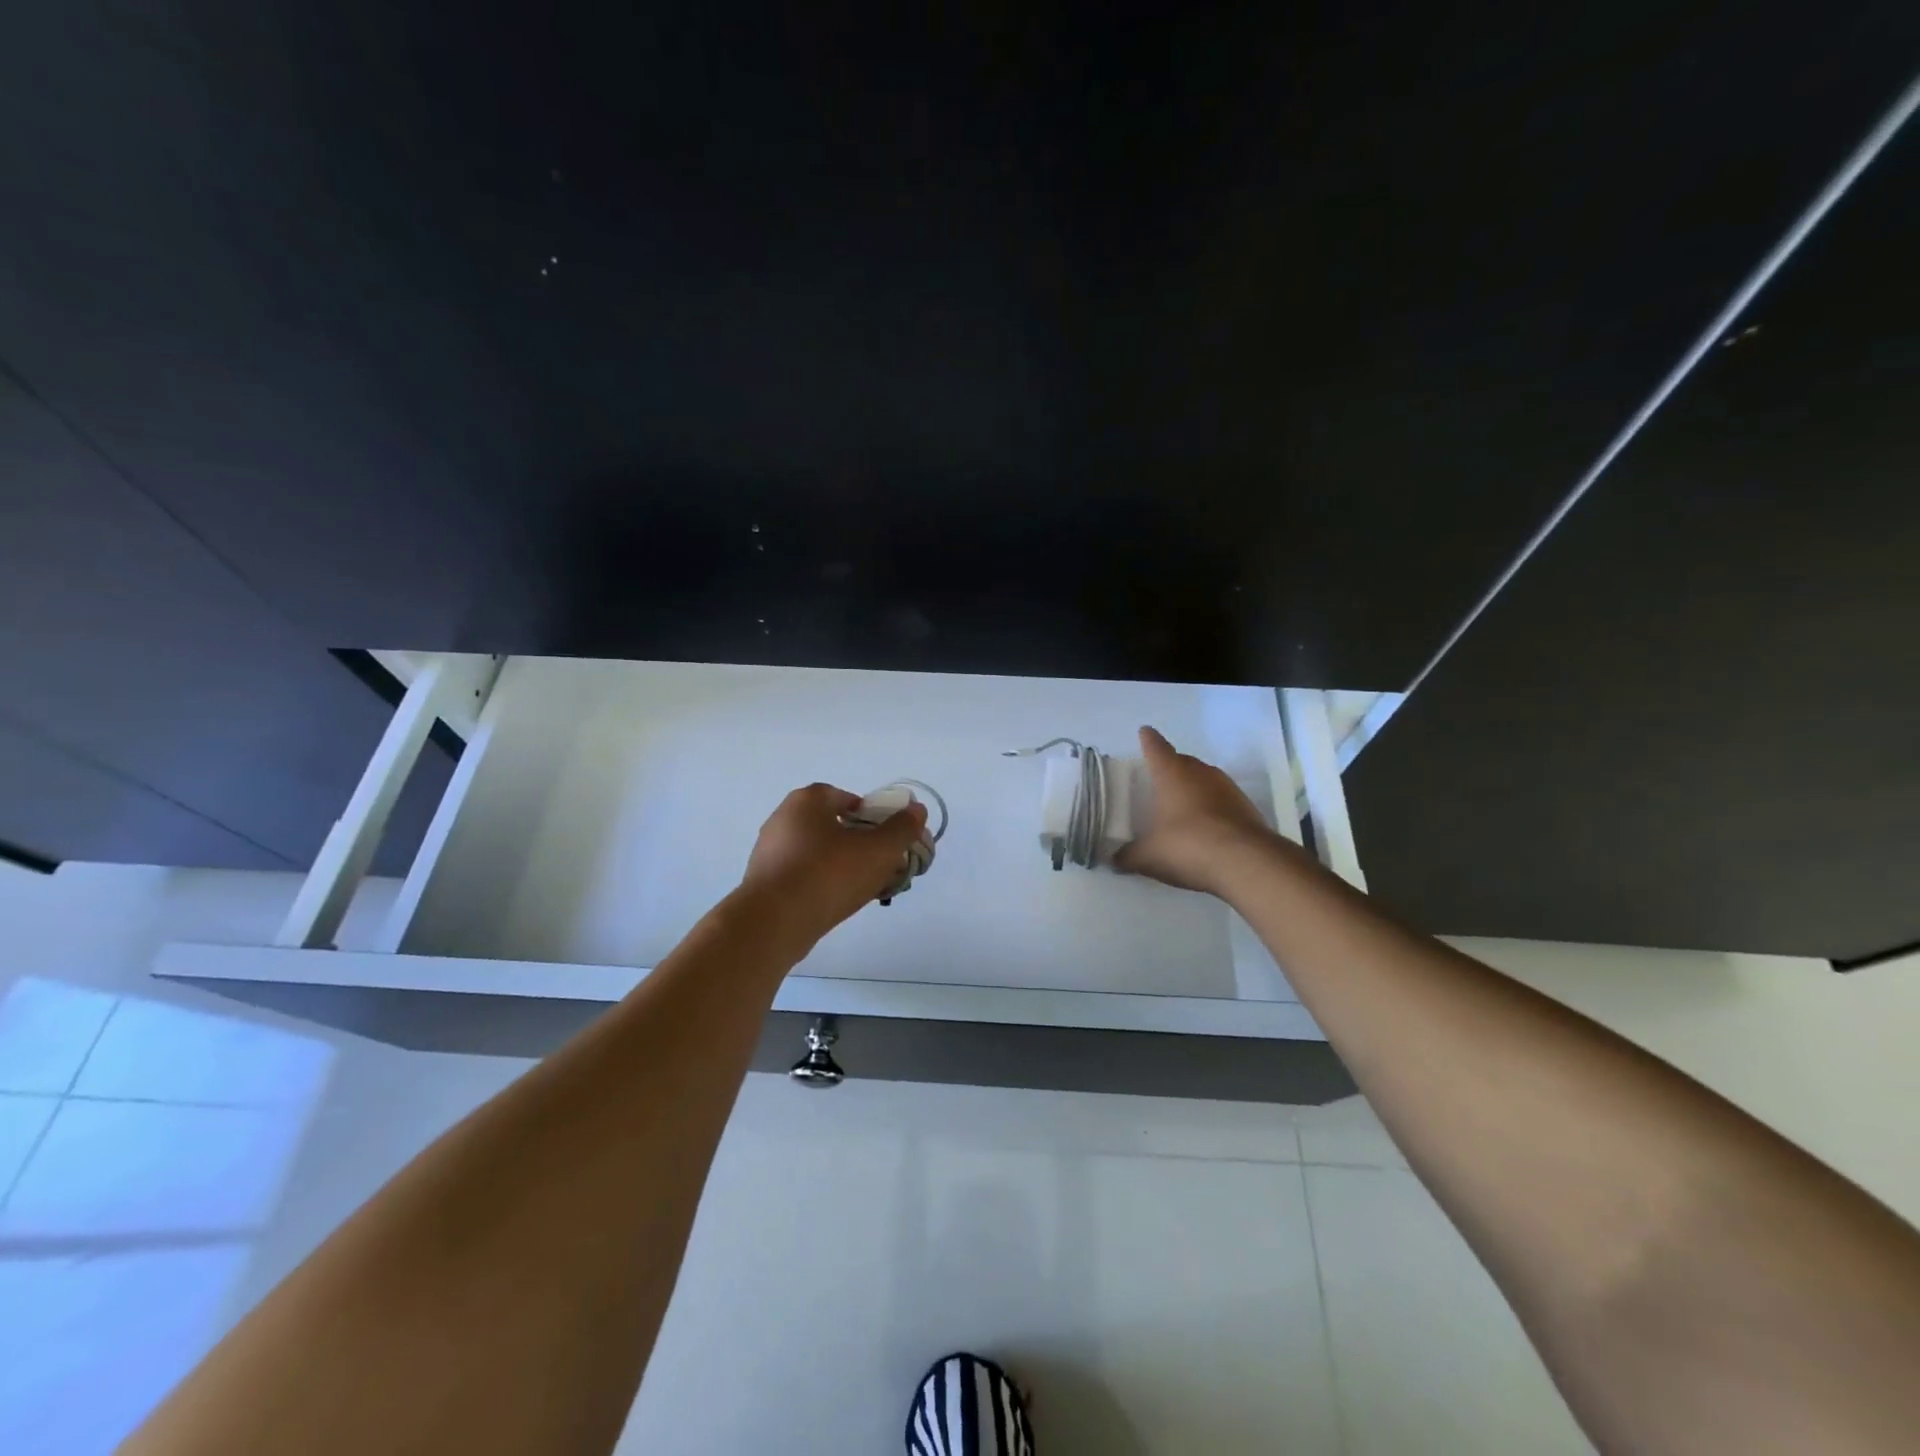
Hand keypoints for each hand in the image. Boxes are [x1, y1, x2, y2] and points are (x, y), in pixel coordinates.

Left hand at [739, 783, 928, 947]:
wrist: (773, 923)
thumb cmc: (828, 875)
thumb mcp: (878, 851)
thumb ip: (902, 829)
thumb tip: (917, 810)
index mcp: (807, 801)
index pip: (844, 797)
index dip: (869, 815)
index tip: (884, 838)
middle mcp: (783, 818)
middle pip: (830, 824)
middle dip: (856, 841)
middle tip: (877, 863)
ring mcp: (768, 850)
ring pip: (815, 851)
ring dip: (838, 864)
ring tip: (860, 887)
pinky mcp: (762, 880)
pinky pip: (799, 873)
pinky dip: (818, 882)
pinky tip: (833, 902)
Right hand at [1114, 726, 1275, 894]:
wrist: (1246, 864)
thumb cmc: (1187, 846)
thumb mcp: (1148, 856)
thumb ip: (1128, 855)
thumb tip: (1116, 858)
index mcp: (1172, 773)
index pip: (1156, 747)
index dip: (1148, 740)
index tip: (1145, 733)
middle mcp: (1201, 773)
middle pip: (1182, 761)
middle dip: (1170, 768)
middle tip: (1158, 783)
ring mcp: (1228, 788)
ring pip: (1205, 780)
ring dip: (1194, 790)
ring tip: (1181, 809)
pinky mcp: (1247, 808)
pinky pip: (1222, 801)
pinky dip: (1212, 810)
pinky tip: (1206, 830)